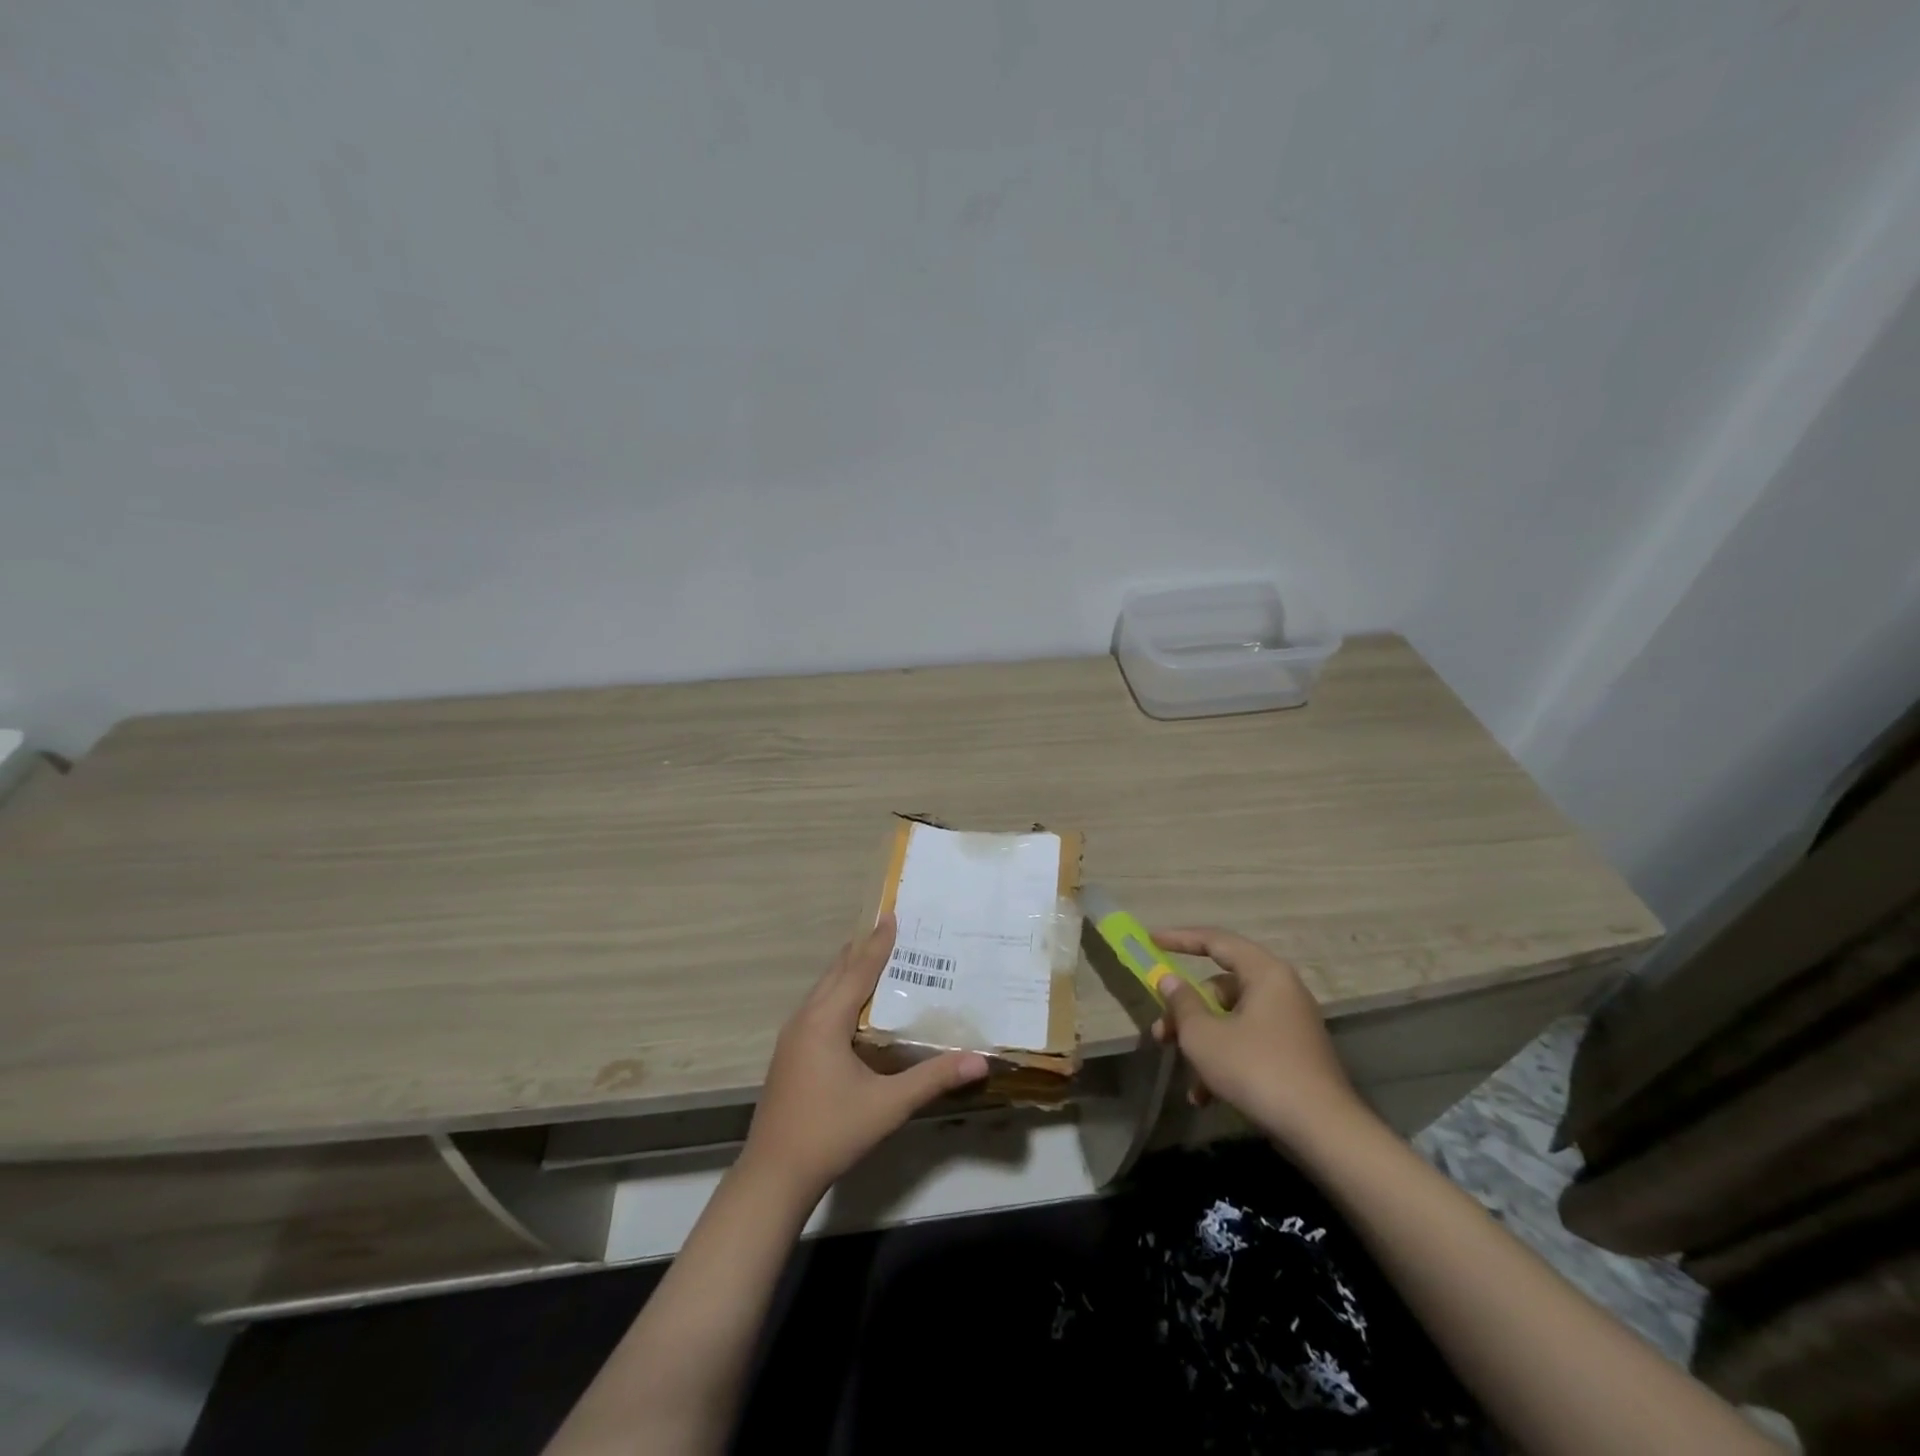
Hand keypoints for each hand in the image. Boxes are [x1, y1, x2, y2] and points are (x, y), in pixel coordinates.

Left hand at [740, 914, 990, 1202]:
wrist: (773, 1176)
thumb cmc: (831, 1133)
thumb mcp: (888, 1105)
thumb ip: (933, 1078)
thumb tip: (980, 1060)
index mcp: (825, 1021)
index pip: (858, 970)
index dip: (878, 943)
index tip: (892, 914)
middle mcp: (805, 1019)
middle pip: (837, 972)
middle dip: (864, 949)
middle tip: (892, 929)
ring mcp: (793, 1036)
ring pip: (824, 989)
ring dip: (850, 970)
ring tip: (877, 956)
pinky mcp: (790, 1053)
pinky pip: (818, 1006)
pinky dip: (839, 991)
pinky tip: (854, 1005)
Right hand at [1149, 926, 1367, 1148]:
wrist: (1323, 1131)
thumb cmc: (1256, 1069)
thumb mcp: (1204, 1035)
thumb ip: (1182, 1002)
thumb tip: (1169, 980)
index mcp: (1264, 973)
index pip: (1215, 941)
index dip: (1179, 938)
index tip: (1150, 941)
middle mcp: (1281, 990)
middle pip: (1220, 987)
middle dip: (1186, 1011)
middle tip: (1160, 1032)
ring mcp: (1290, 1024)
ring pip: (1232, 1019)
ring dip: (1202, 1042)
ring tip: (1183, 1074)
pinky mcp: (1293, 1054)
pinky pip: (1249, 1043)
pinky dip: (1225, 1061)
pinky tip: (1205, 1096)